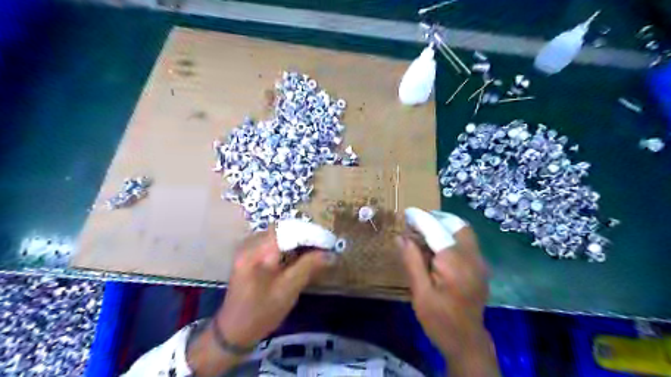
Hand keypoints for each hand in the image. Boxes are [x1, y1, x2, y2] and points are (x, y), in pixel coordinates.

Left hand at [187, 228, 333, 374]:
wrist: (233, 331)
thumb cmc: (261, 312)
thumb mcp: (288, 290)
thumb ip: (309, 267)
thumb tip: (331, 254)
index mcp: (258, 252)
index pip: (289, 230)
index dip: (311, 233)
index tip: (329, 242)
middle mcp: (250, 244)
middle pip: (284, 229)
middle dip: (306, 235)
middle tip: (324, 245)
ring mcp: (248, 248)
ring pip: (279, 234)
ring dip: (298, 239)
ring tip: (316, 249)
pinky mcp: (250, 254)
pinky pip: (273, 241)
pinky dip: (289, 245)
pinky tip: (299, 254)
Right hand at [397, 214, 496, 375]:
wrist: (467, 342)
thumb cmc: (439, 320)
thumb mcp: (420, 292)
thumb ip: (412, 261)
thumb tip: (401, 237)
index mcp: (454, 263)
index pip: (436, 229)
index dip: (420, 218)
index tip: (406, 212)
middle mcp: (472, 257)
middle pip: (456, 225)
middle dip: (436, 218)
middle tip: (416, 223)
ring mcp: (479, 262)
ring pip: (463, 231)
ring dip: (444, 226)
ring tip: (423, 232)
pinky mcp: (480, 267)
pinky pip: (466, 242)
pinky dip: (450, 236)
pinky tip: (436, 247)